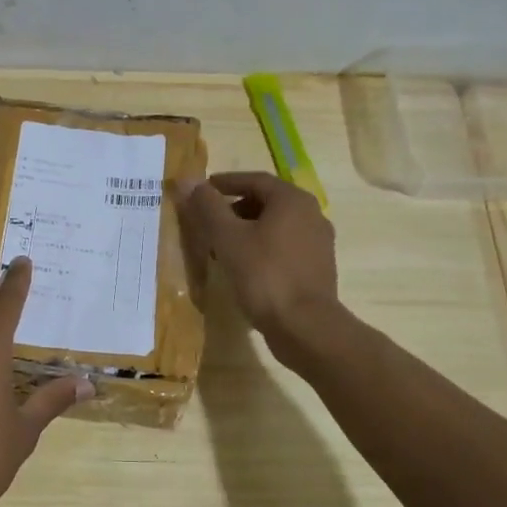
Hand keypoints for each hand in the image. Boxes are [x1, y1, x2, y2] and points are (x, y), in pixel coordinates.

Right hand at [179, 172, 339, 339]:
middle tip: (209, 221)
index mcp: (292, 200)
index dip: (225, 183)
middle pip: (266, 202)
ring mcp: (318, 243)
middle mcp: (311, 214)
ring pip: (276, 226)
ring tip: (221, 247)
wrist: (305, 327)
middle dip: (234, 208)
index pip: (254, 180)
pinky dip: (262, 248)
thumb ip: (208, 207)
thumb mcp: (227, 238)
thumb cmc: (264, 275)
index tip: (202, 191)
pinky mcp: (317, 268)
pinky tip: (244, 268)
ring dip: (247, 230)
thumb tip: (188, 179)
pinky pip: (284, 247)